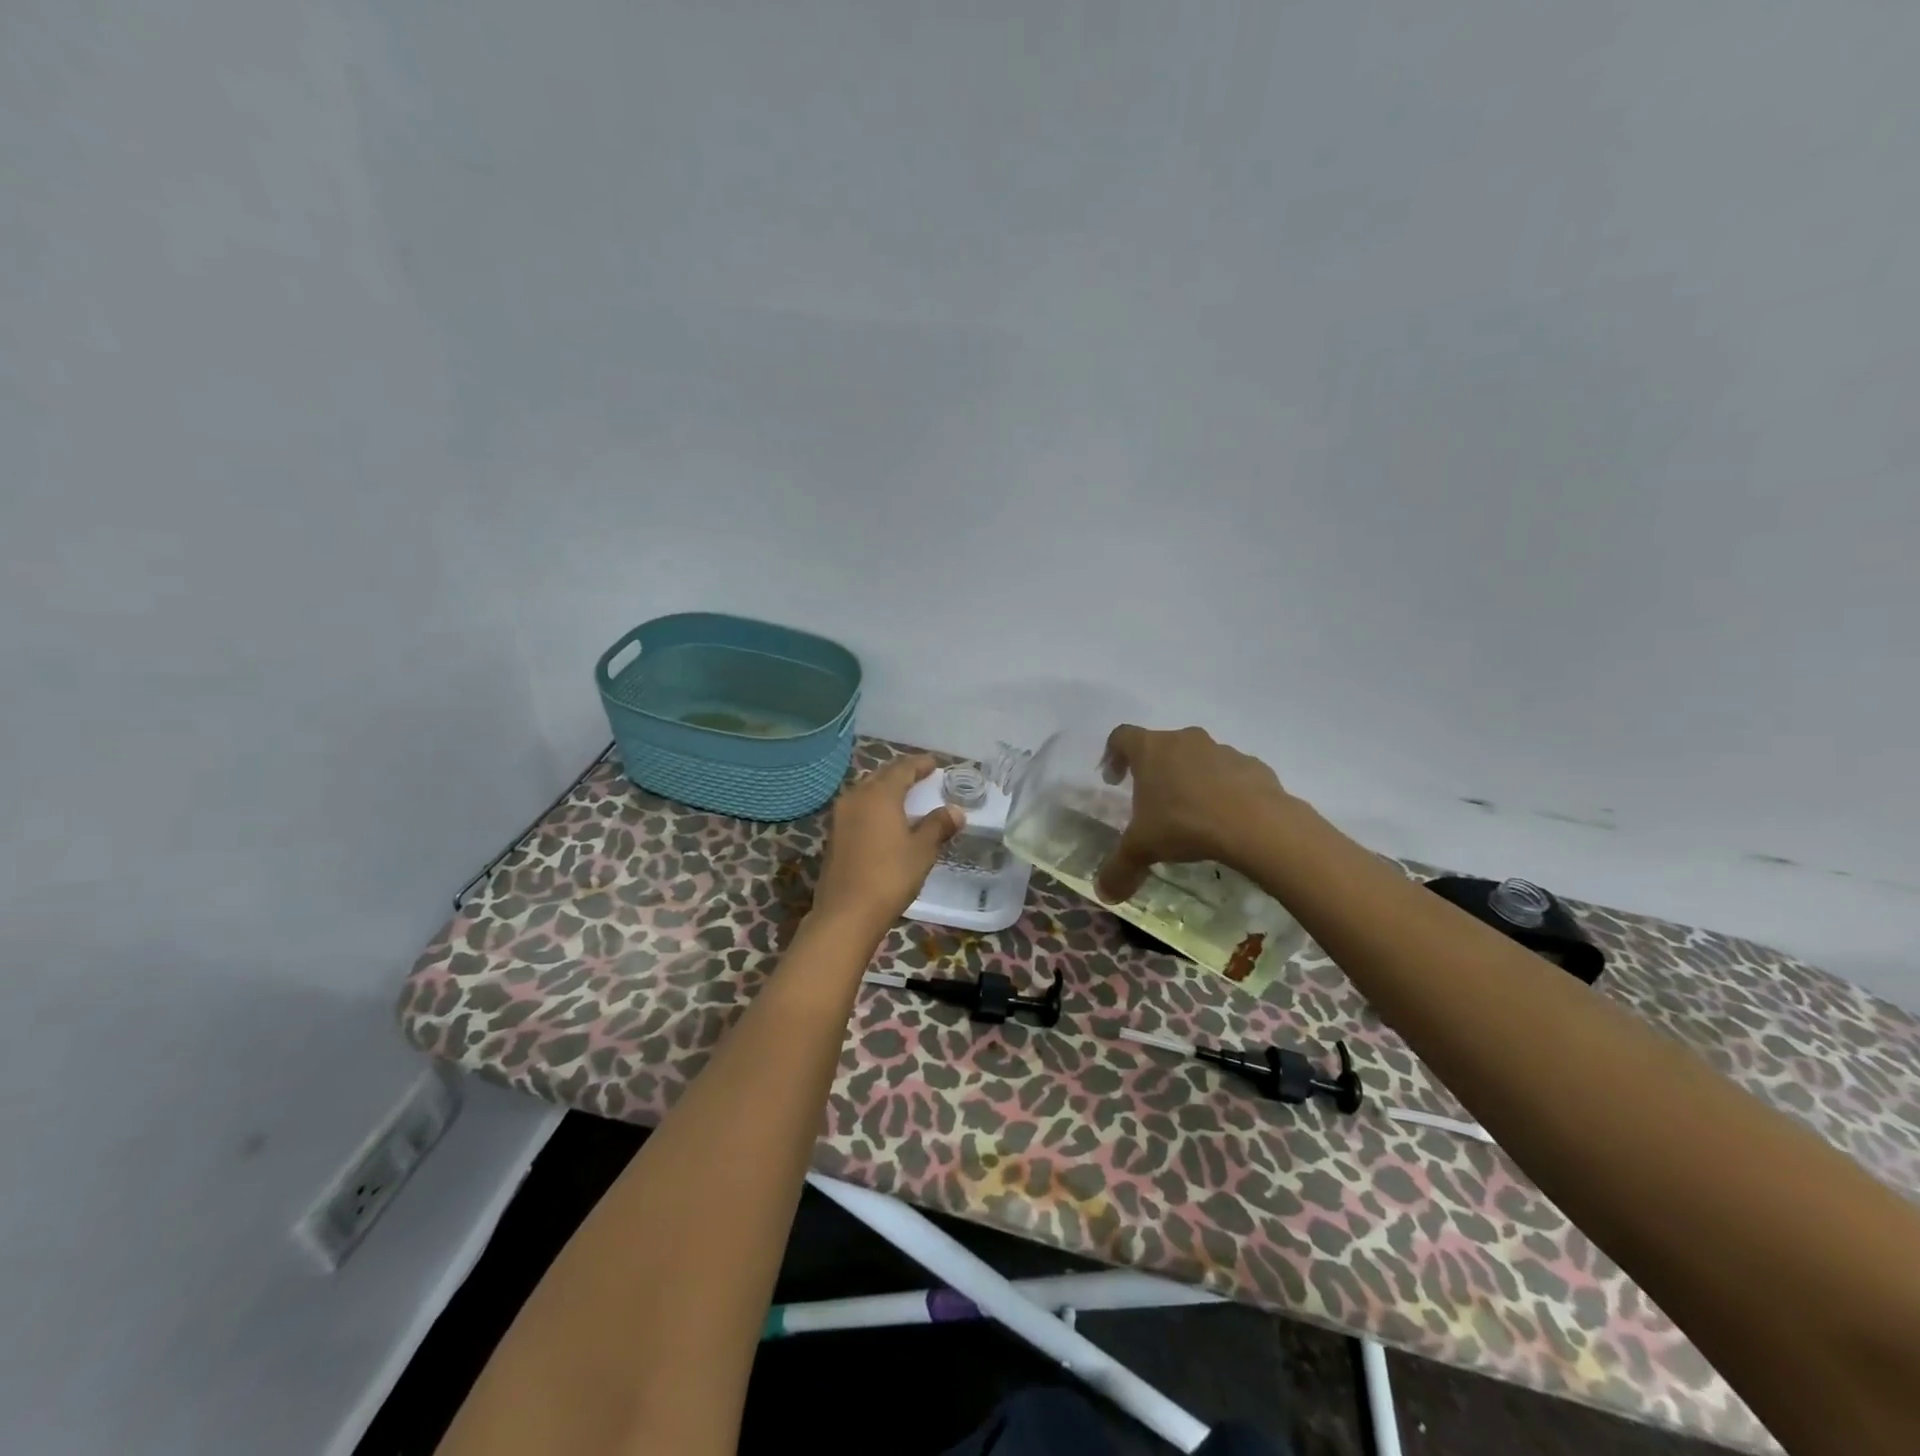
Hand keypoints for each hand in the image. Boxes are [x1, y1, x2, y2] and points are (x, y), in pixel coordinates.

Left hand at [810, 755, 964, 937]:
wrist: (846, 913)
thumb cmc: (889, 876)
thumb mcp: (921, 850)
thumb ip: (938, 826)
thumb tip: (955, 811)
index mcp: (879, 795)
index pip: (902, 769)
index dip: (920, 764)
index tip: (935, 763)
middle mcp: (856, 797)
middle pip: (881, 775)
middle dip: (901, 773)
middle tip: (921, 776)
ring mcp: (840, 817)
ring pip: (866, 791)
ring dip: (885, 789)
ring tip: (904, 795)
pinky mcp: (833, 836)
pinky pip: (858, 808)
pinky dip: (874, 806)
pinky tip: (884, 818)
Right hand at [1094, 725, 1292, 902]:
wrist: (1256, 824)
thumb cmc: (1184, 824)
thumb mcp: (1142, 850)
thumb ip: (1119, 868)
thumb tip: (1103, 893)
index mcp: (1151, 749)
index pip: (1122, 737)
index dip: (1113, 755)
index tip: (1113, 780)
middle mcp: (1184, 740)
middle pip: (1162, 746)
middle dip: (1155, 771)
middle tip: (1152, 802)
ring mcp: (1222, 750)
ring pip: (1198, 759)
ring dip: (1191, 779)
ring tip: (1192, 815)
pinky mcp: (1254, 766)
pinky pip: (1231, 774)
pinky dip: (1224, 790)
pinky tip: (1226, 819)